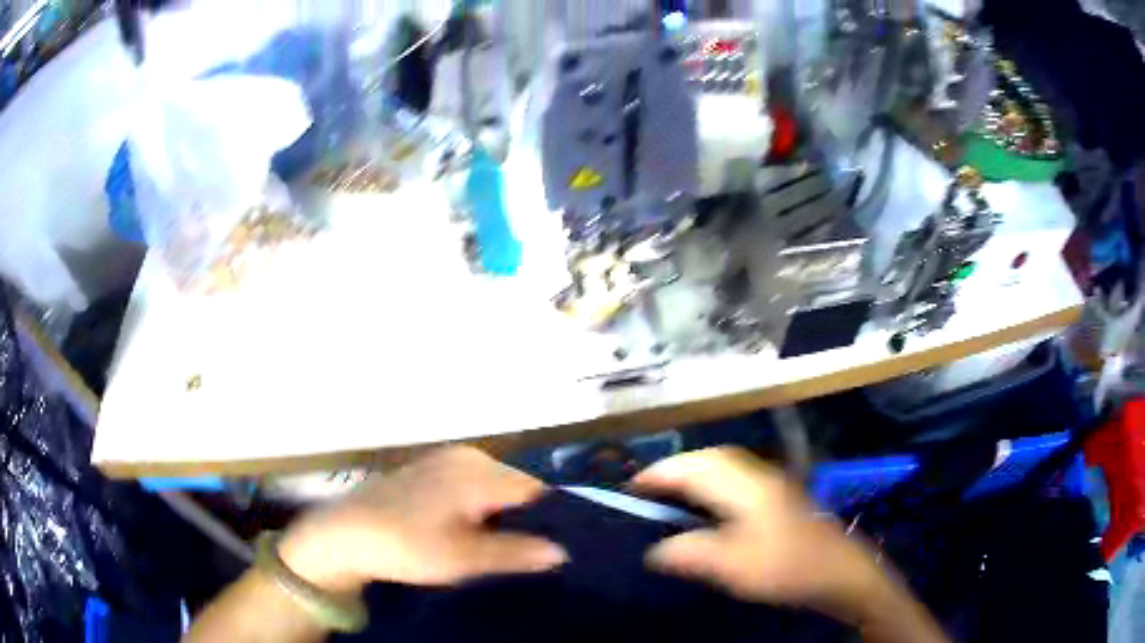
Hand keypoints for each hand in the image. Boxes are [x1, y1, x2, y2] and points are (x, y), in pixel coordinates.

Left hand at [277, 447, 567, 593]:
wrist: (345, 534)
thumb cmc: (405, 546)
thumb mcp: (463, 559)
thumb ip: (515, 553)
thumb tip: (562, 551)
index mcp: (478, 472)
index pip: (535, 491)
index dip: (551, 519)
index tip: (557, 547)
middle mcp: (467, 456)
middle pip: (516, 486)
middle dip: (525, 516)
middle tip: (528, 553)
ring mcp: (446, 459)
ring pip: (494, 486)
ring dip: (502, 513)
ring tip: (501, 546)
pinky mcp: (430, 468)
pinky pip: (472, 484)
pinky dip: (480, 505)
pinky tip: (471, 531)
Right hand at [631, 448, 889, 623]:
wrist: (840, 572)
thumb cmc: (787, 567)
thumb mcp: (734, 567)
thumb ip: (691, 554)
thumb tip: (655, 550)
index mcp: (747, 487)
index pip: (696, 466)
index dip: (662, 472)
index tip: (632, 485)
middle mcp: (759, 476)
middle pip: (712, 458)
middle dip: (678, 467)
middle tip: (648, 487)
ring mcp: (774, 485)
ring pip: (726, 466)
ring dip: (696, 472)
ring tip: (671, 492)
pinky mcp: (781, 499)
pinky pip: (737, 479)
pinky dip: (713, 484)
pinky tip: (708, 506)